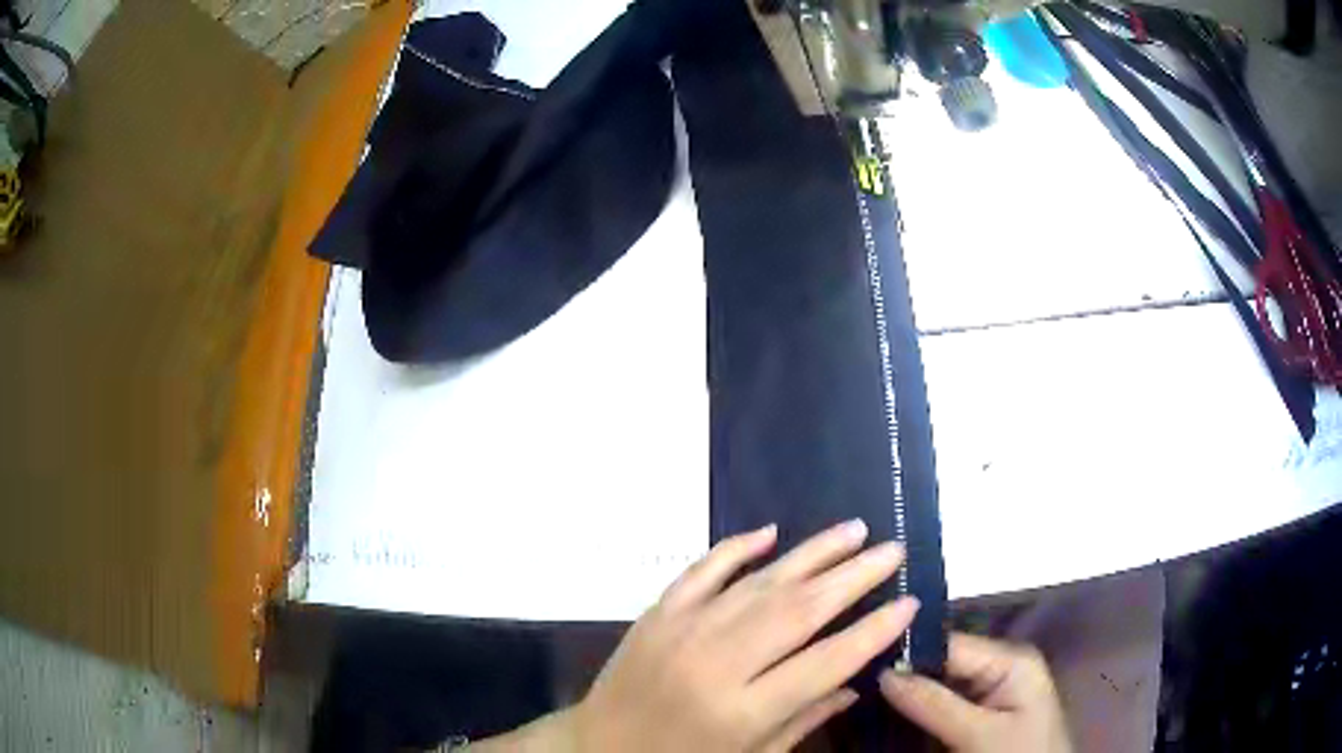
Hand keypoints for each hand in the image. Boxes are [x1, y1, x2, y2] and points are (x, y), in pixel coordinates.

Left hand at [571, 520, 917, 752]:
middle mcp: (717, 662)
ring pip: (760, 582)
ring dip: (812, 553)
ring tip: (855, 530)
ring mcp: (683, 630)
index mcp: (743, 709)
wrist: (599, 746)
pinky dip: (737, 548)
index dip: (873, 631)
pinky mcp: (658, 613)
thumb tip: (857, 681)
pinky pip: (702, 570)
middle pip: (799, 610)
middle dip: (854, 577)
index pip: (826, 662)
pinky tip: (771, 532)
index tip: (909, 603)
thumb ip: (805, 719)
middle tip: (893, 551)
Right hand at [880, 633, 1071, 752]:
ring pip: (939, 681)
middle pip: (943, 660)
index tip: (862, 656)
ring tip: (865, 688)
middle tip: (857, 674)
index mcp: (1010, 658)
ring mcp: (991, 688)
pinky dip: (919, 706)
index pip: (949, 643)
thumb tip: (885, 672)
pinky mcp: (981, 710)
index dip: (908, 650)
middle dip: (905, 671)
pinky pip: (944, 700)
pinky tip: (890, 707)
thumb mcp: (979, 734)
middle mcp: (1000, 665)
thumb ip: (935, 704)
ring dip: (908, 690)